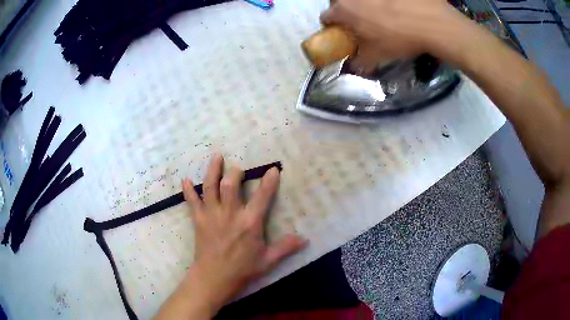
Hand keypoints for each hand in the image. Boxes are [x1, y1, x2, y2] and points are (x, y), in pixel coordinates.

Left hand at [181, 154, 305, 314]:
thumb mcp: (268, 261)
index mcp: (249, 223)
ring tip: (216, 156)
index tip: (273, 169)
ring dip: (212, 170)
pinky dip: (188, 190)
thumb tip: (305, 240)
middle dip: (234, 172)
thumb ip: (285, 247)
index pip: (262, 197)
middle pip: (229, 185)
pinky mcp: (198, 220)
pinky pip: (192, 201)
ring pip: (210, 187)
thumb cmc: (242, 270)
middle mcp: (230, 214)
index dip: (269, 182)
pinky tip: (185, 179)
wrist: (214, 278)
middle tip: (237, 169)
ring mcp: (212, 215)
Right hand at [321, 0, 468, 73]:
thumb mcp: (377, 56)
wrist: (431, 21)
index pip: (326, 17)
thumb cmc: (399, 38)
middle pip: (339, 2)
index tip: (342, 33)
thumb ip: (360, 62)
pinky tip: (395, 7)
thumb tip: (353, 67)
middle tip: (361, 22)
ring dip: (363, 4)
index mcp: (344, 11)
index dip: (332, 27)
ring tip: (380, 13)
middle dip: (346, 12)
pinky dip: (382, 2)